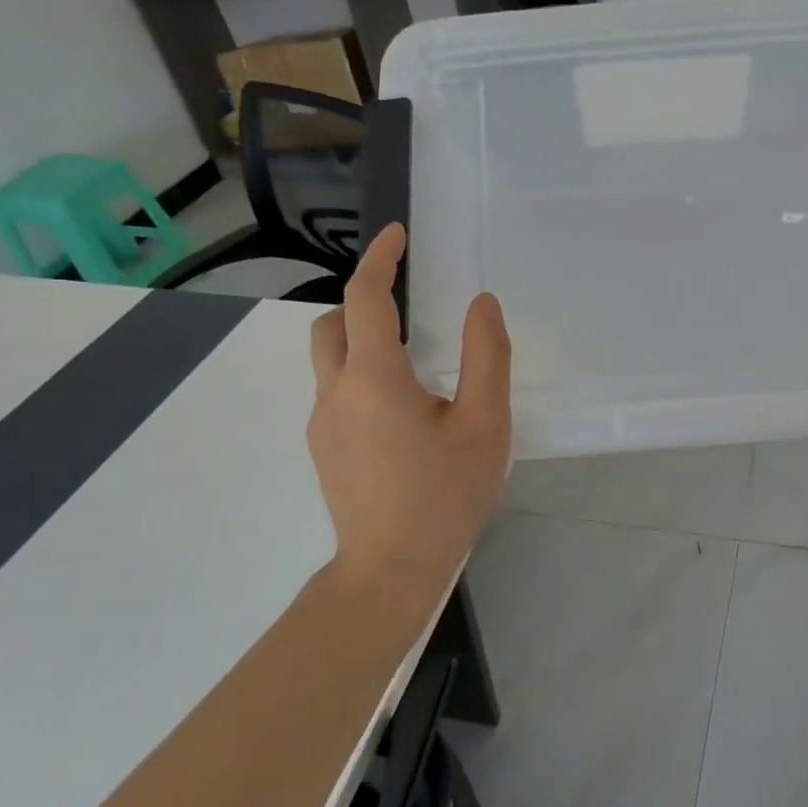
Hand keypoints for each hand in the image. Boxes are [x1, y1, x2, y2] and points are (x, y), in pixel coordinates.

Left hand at [307, 223, 511, 596]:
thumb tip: (481, 304)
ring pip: (329, 362)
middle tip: (406, 307)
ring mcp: (321, 425)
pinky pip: (336, 394)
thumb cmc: (445, 495)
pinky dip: (362, 378)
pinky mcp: (323, 451)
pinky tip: (403, 416)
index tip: (395, 234)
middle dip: (361, 302)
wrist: (390, 572)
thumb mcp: (484, 425)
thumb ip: (486, 357)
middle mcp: (335, 393)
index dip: (379, 259)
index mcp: (374, 378)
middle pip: (331, 325)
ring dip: (361, 343)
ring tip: (415, 367)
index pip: (365, 298)